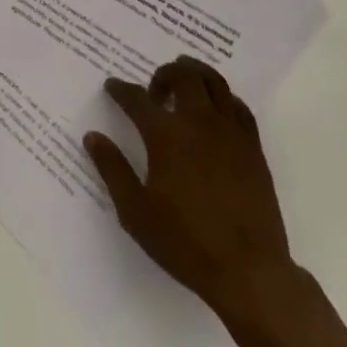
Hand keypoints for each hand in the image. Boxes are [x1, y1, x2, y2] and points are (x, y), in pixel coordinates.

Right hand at [85, 56, 300, 319]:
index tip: (113, 87)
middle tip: (154, 91)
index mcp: (166, 136)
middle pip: (182, 75)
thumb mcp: (136, 212)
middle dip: (163, 74)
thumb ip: (112, 169)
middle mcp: (198, 123)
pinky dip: (224, 98)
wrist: (249, 272)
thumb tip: (92, 136)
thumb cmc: (186, 243)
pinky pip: (239, 107)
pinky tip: (216, 111)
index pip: (137, 99)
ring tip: (184, 85)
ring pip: (214, 81)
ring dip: (195, 74)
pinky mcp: (253, 147)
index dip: (121, 90)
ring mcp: (230, 132)